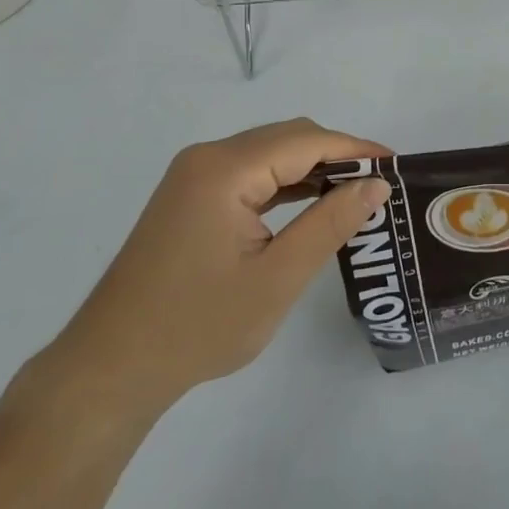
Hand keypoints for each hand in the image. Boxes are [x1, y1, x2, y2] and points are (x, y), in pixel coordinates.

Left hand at [47, 119, 389, 424]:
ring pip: (269, 154)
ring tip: (356, 193)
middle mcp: (207, 158)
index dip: (356, 148)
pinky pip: (250, 174)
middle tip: (380, 185)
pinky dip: (285, 183)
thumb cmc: (197, 327)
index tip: (398, 165)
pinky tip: (312, 203)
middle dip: (337, 155)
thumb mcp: (277, 278)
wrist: (111, 369)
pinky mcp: (190, 196)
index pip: (306, 141)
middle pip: (287, 139)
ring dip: (312, 168)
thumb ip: (331, 223)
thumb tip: (376, 184)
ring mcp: (194, 175)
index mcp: (225, 169)